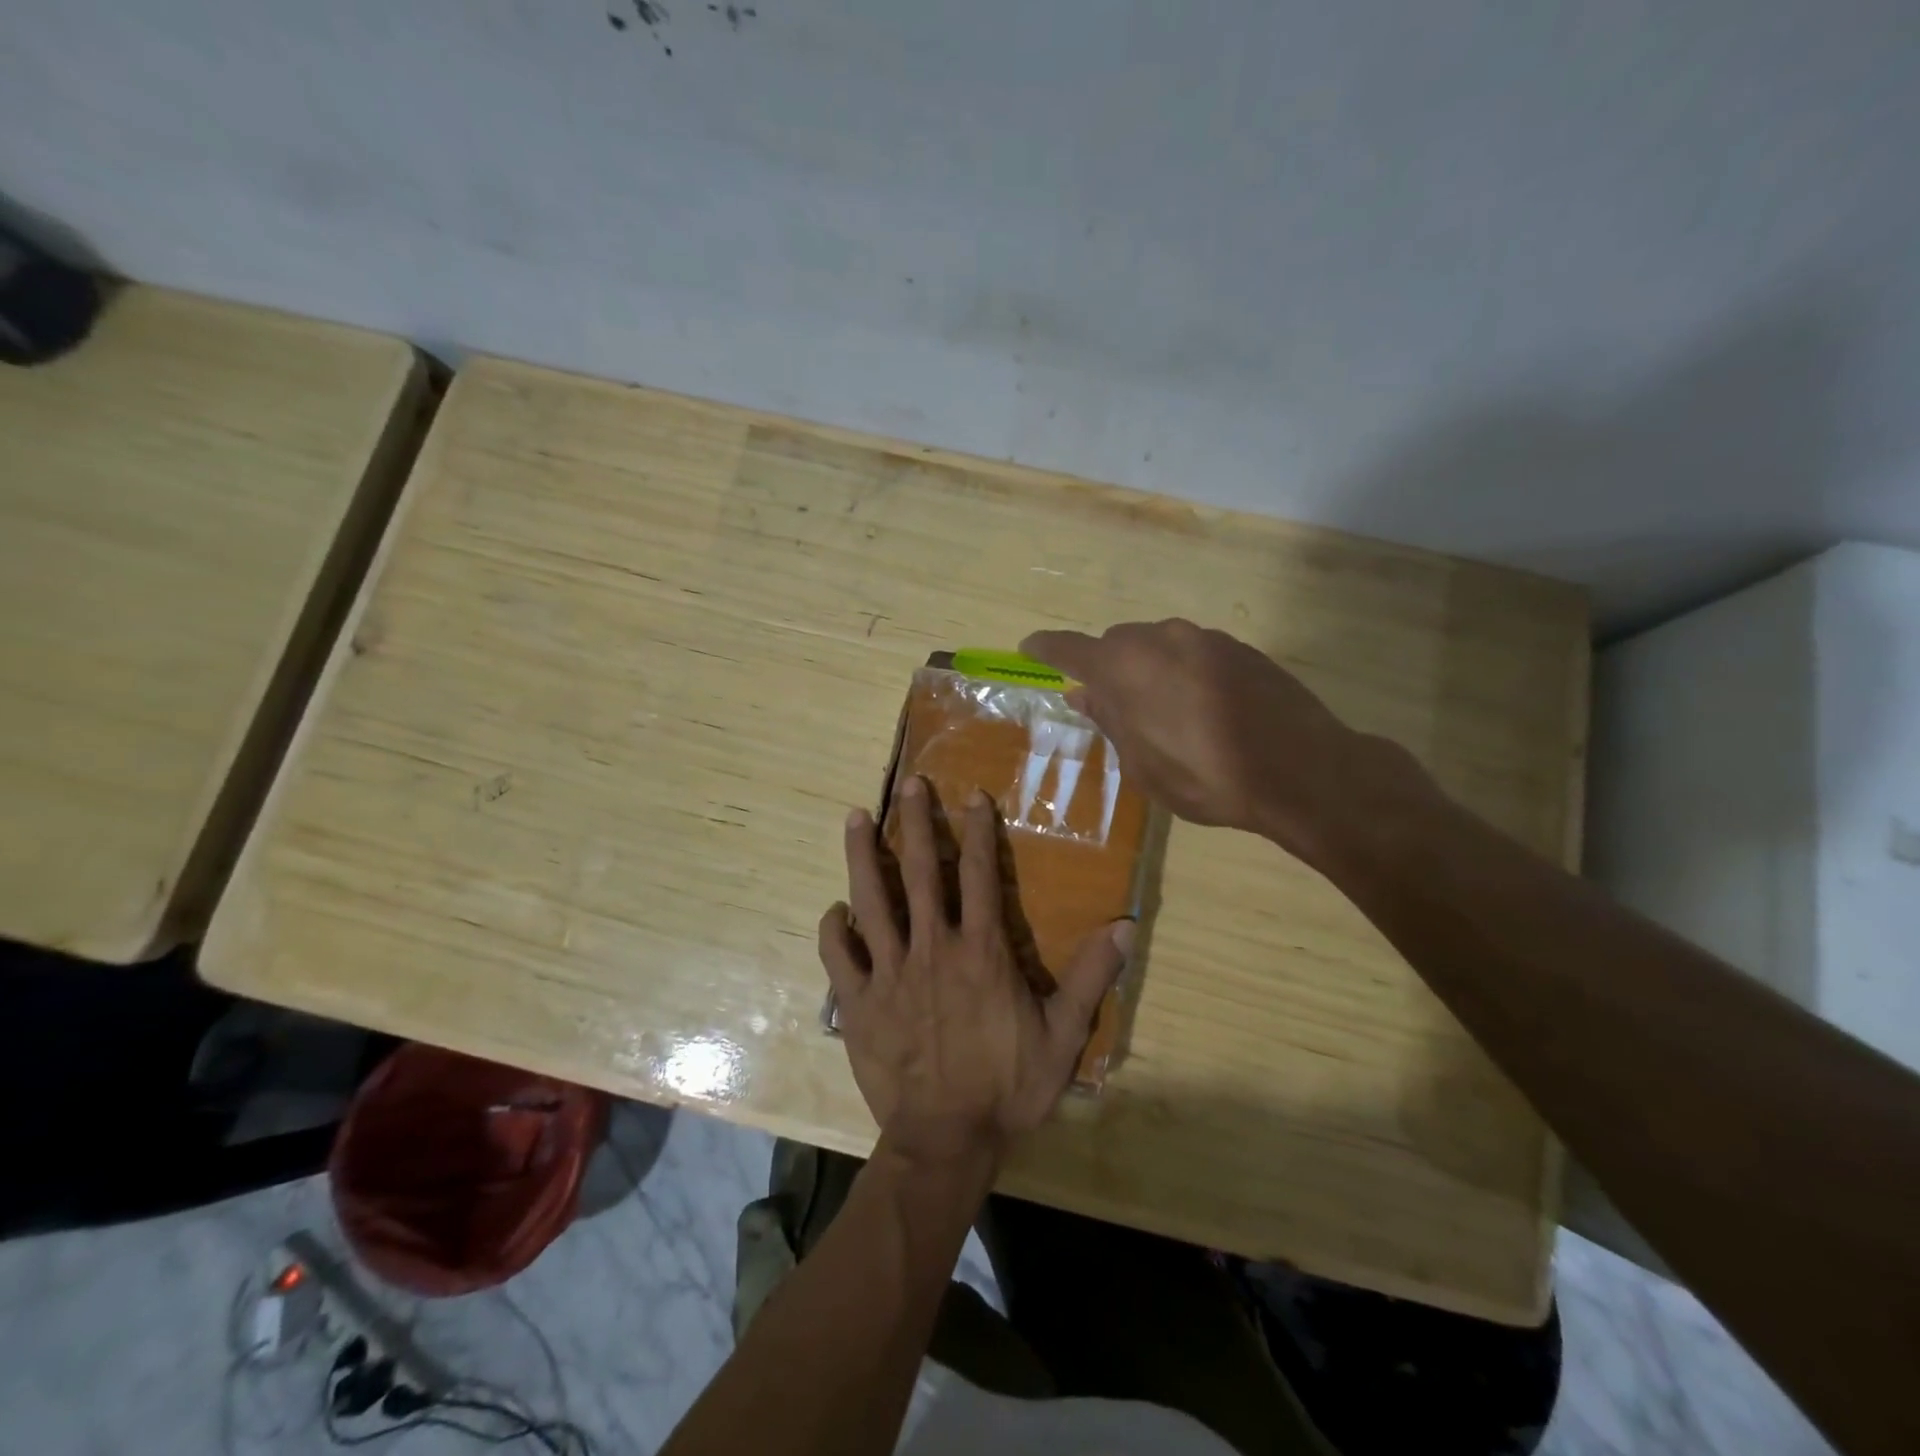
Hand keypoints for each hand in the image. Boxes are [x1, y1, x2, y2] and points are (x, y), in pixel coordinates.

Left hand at [819, 777, 1131, 1163]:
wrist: (946, 1140)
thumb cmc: (1006, 1087)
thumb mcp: (1062, 1036)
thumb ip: (1090, 978)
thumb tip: (1126, 926)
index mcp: (981, 951)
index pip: (981, 877)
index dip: (978, 833)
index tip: (971, 796)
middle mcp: (932, 949)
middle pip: (922, 873)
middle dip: (917, 823)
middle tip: (910, 783)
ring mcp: (889, 973)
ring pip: (872, 901)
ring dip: (863, 857)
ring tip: (855, 817)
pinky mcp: (858, 1002)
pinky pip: (840, 958)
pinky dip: (835, 931)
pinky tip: (835, 911)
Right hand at [1020, 619, 1433, 865]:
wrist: (1300, 769)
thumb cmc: (1205, 777)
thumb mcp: (1143, 765)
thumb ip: (1110, 721)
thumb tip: (1084, 695)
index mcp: (1124, 668)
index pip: (1070, 649)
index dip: (1045, 648)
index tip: (1029, 647)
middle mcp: (1159, 639)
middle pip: (1116, 644)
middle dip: (1107, 668)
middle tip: (1113, 707)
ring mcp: (1203, 638)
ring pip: (1157, 645)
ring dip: (1148, 670)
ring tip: (1164, 714)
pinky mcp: (1239, 647)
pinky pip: (1193, 652)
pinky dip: (1183, 672)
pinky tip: (1203, 709)